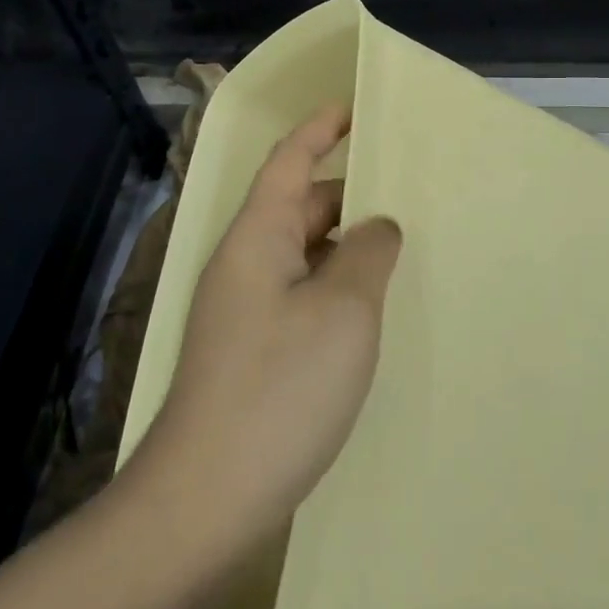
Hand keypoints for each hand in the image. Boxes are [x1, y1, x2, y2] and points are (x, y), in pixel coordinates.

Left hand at [141, 104, 401, 561]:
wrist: (204, 500)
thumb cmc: (279, 388)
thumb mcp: (343, 310)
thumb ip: (368, 253)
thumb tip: (377, 226)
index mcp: (257, 236)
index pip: (289, 160)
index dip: (320, 129)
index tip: (354, 108)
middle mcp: (244, 262)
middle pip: (297, 205)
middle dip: (347, 191)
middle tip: (404, 190)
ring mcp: (243, 309)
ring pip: (300, 252)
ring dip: (344, 243)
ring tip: (398, 245)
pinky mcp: (250, 349)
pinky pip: (299, 291)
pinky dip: (334, 283)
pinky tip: (367, 307)